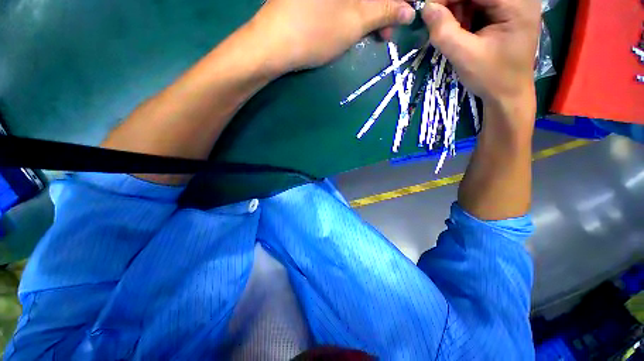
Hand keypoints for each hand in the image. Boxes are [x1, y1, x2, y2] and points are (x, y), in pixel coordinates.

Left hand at [248, 0, 416, 73]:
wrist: (274, 44)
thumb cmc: (316, 32)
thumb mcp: (355, 22)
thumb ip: (384, 11)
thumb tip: (408, 9)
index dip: (398, 1)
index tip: (405, 14)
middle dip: (385, 7)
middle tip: (389, 31)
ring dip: (371, 11)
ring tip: (375, 34)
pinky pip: (344, 1)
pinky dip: (356, 11)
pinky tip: (357, 25)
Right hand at [421, 0, 539, 108]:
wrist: (508, 94)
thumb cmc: (491, 77)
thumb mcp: (465, 56)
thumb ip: (445, 32)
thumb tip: (426, 8)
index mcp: (516, 3)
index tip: (427, 10)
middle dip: (453, 4)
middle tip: (436, 21)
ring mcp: (514, 4)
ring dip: (457, 9)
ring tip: (449, 29)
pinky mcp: (507, 12)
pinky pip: (480, 5)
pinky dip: (465, 15)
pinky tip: (461, 29)